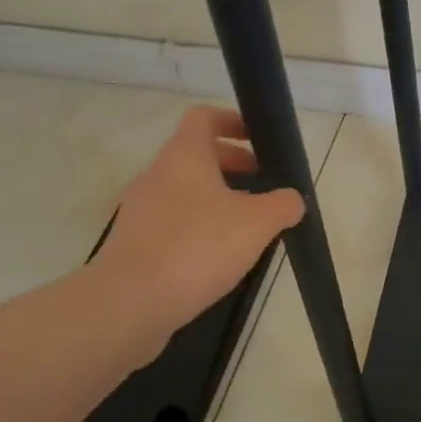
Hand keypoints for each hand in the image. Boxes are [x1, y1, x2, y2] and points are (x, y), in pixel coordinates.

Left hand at [85, 106, 305, 352]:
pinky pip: (170, 222)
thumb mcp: (258, 223)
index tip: (257, 140)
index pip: (203, 117)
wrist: (128, 304)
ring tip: (245, 225)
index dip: (232, 121)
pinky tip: (217, 256)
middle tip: (263, 185)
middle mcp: (156, 175)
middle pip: (195, 154)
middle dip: (232, 164)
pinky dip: (196, 227)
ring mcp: (139, 210)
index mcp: (184, 156)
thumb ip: (283, 204)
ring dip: (215, 198)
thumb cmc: (198, 247)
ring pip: (183, 190)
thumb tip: (292, 200)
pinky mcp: (132, 244)